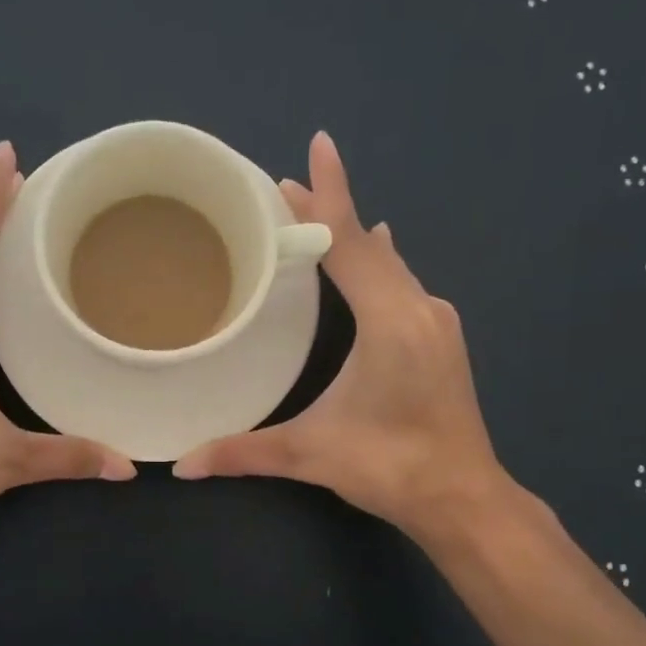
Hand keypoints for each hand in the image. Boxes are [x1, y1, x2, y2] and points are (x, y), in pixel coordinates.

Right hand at [173, 131, 518, 543]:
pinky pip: (403, 283)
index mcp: (390, 320)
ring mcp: (437, 323)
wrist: (463, 498)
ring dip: (354, 238)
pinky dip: (378, 263)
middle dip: (330, 213)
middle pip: (369, 245)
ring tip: (319, 217)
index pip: (349, 244)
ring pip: (391, 264)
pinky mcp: (442, 340)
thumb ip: (244, 453)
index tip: (315, 147)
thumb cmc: (390, 467)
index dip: (328, 195)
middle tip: (286, 187)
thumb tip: (181, 466)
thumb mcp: (311, 454)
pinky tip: (375, 255)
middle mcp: (419, 309)